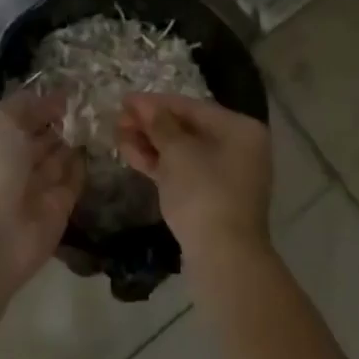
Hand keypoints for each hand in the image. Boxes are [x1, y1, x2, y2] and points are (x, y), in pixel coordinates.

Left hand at [0, 92, 83, 289]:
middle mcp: (14, 161)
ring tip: (101, 118)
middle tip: (92, 102)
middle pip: (41, 136)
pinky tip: (101, 145)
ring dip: (75, 140)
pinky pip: (74, 181)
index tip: (71, 88)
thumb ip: (23, 105)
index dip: (43, 102)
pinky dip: (84, 165)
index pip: (22, 115)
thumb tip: (50, 98)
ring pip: (59, 157)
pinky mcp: (59, 207)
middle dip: (62, 120)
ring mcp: (36, 186)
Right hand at [117, 94, 272, 262]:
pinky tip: (130, 153)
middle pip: (188, 128)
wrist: (224, 258)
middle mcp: (238, 147)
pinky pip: (183, 171)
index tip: (125, 100)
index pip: (193, 107)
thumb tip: (145, 106)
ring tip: (117, 134)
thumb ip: (160, 124)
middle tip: (118, 119)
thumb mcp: (178, 153)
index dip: (156, 102)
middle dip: (152, 124)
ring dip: (151, 143)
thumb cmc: (204, 193)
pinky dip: (159, 163)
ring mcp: (225, 175)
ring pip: (182, 151)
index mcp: (240, 129)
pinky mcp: (210, 198)